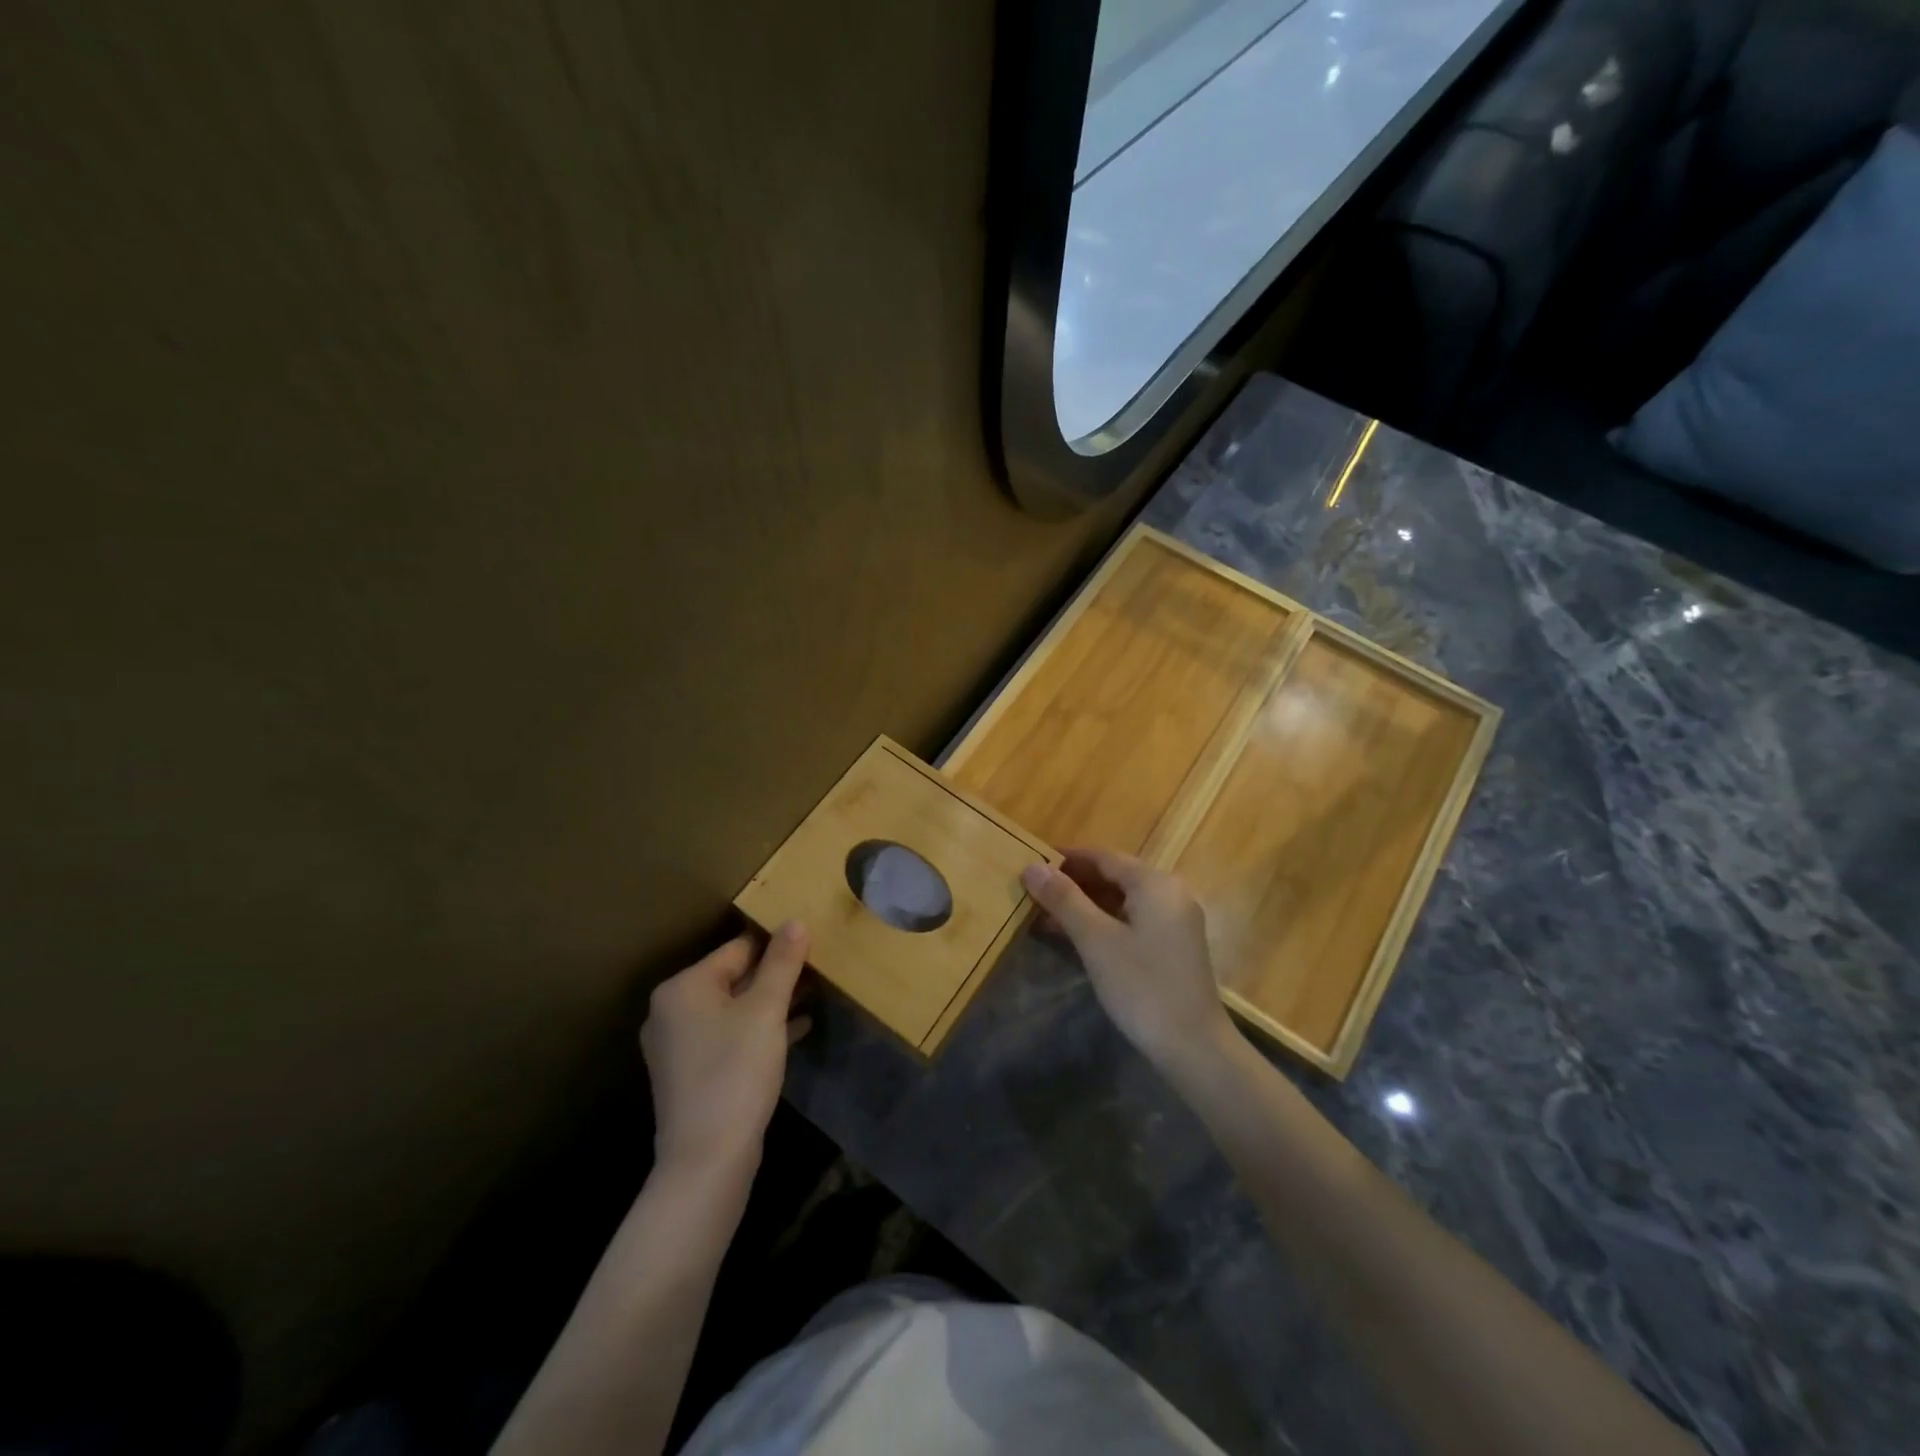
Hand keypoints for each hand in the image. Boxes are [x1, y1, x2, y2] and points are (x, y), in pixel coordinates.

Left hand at [641, 922, 810, 1181]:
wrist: (707, 1160)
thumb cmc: (735, 1072)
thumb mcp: (766, 1010)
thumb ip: (782, 962)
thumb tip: (796, 921)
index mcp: (683, 987)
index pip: (738, 949)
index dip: (777, 946)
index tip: (812, 948)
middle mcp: (672, 1010)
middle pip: (734, 978)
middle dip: (775, 976)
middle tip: (816, 973)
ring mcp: (678, 1045)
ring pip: (733, 1009)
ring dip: (771, 1003)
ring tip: (812, 997)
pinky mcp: (690, 1074)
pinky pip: (729, 1036)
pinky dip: (758, 1030)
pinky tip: (796, 1031)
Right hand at [1022, 848, 1232, 1070]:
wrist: (1193, 1047)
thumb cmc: (1142, 985)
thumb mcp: (1096, 939)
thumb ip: (1064, 899)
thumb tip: (1032, 865)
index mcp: (1155, 883)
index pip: (1104, 857)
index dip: (1066, 858)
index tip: (1032, 862)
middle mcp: (1170, 893)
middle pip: (1114, 876)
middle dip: (1073, 882)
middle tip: (1033, 890)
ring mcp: (1174, 922)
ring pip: (1121, 900)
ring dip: (1084, 905)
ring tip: (1044, 913)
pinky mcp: (1172, 946)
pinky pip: (1131, 921)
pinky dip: (1102, 923)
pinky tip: (1073, 936)